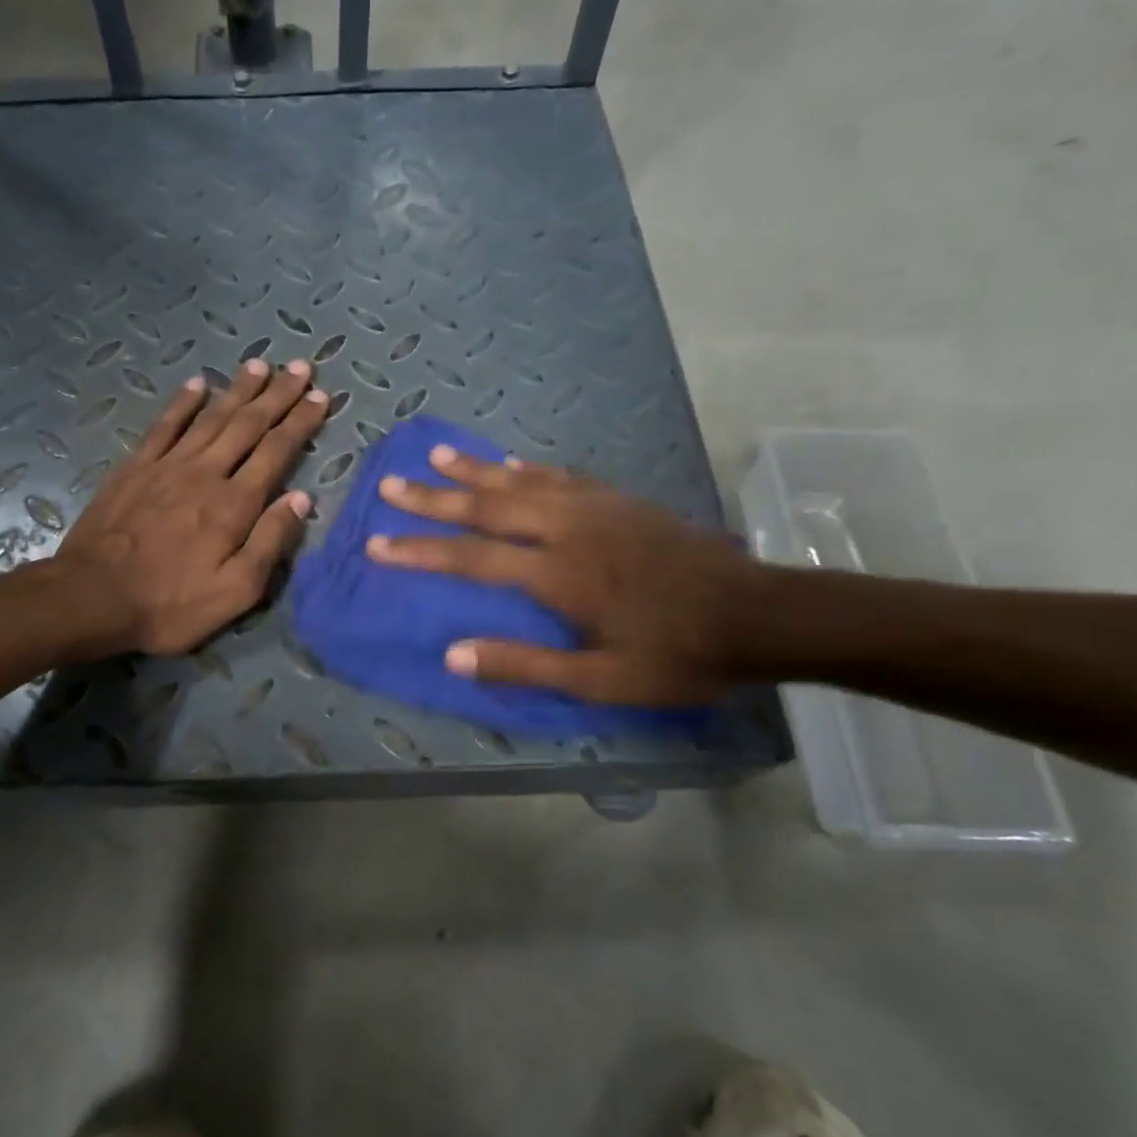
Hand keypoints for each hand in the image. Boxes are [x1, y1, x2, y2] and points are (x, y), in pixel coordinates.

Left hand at [56, 359, 328, 654]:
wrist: (91, 598)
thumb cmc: (170, 604)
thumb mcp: (235, 592)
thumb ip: (270, 542)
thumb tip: (302, 499)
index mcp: (234, 504)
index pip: (276, 452)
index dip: (300, 423)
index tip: (320, 397)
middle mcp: (205, 473)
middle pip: (248, 425)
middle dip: (277, 395)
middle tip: (300, 367)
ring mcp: (167, 465)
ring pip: (211, 417)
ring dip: (239, 389)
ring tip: (261, 365)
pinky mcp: (135, 467)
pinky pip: (165, 425)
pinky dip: (183, 402)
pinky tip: (198, 384)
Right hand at [364, 447, 757, 703]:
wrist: (758, 614)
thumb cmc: (678, 655)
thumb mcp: (602, 680)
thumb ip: (524, 665)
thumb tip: (453, 655)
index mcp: (558, 574)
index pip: (471, 557)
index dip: (420, 549)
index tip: (378, 543)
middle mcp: (568, 529)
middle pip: (487, 506)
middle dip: (433, 498)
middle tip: (390, 485)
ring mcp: (596, 507)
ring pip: (520, 481)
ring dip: (473, 470)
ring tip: (436, 456)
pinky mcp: (619, 500)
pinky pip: (559, 475)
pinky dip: (525, 468)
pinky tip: (509, 462)